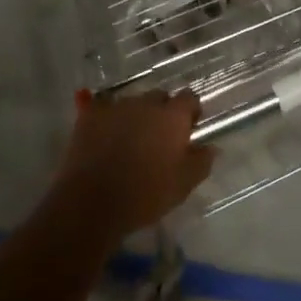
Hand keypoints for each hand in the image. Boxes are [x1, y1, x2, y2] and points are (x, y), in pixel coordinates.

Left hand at [51, 91, 214, 240]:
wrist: (92, 203)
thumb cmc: (145, 195)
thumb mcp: (183, 185)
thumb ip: (201, 161)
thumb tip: (210, 147)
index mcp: (172, 117)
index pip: (189, 98)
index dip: (190, 112)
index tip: (188, 128)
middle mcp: (146, 103)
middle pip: (160, 97)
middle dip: (162, 112)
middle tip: (158, 138)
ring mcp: (116, 106)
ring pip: (132, 103)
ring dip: (135, 115)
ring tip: (129, 140)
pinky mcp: (91, 115)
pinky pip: (103, 108)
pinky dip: (107, 118)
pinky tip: (104, 135)